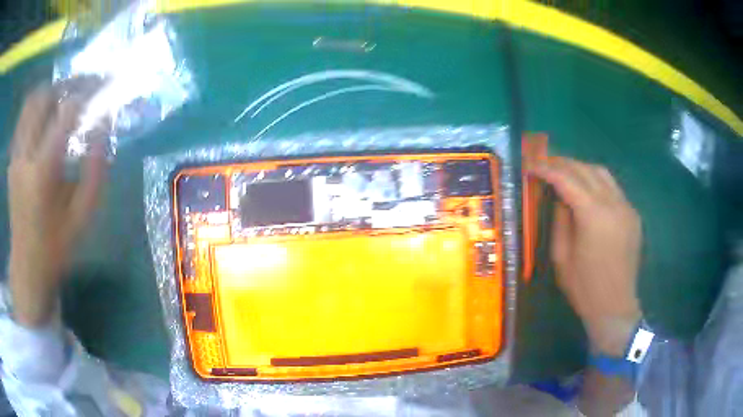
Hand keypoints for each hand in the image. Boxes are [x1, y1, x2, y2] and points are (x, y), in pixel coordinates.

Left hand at [7, 78, 107, 327]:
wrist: (26, 268)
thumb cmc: (54, 248)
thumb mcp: (82, 217)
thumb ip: (95, 172)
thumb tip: (103, 130)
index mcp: (42, 172)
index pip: (65, 113)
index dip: (86, 94)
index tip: (102, 88)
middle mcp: (25, 156)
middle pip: (43, 98)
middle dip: (66, 85)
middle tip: (82, 87)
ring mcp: (16, 156)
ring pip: (30, 103)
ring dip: (49, 93)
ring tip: (64, 97)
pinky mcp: (12, 160)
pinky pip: (23, 119)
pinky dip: (36, 107)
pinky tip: (45, 116)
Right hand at [529, 157, 641, 356]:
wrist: (615, 306)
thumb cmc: (584, 287)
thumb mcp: (561, 256)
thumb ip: (560, 220)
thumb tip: (560, 198)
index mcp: (593, 215)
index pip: (567, 180)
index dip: (548, 170)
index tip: (532, 165)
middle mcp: (613, 203)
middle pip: (586, 170)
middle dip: (564, 164)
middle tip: (546, 164)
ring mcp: (627, 207)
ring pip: (603, 173)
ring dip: (582, 168)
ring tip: (566, 172)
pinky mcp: (633, 215)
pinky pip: (614, 189)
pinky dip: (597, 182)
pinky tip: (588, 191)